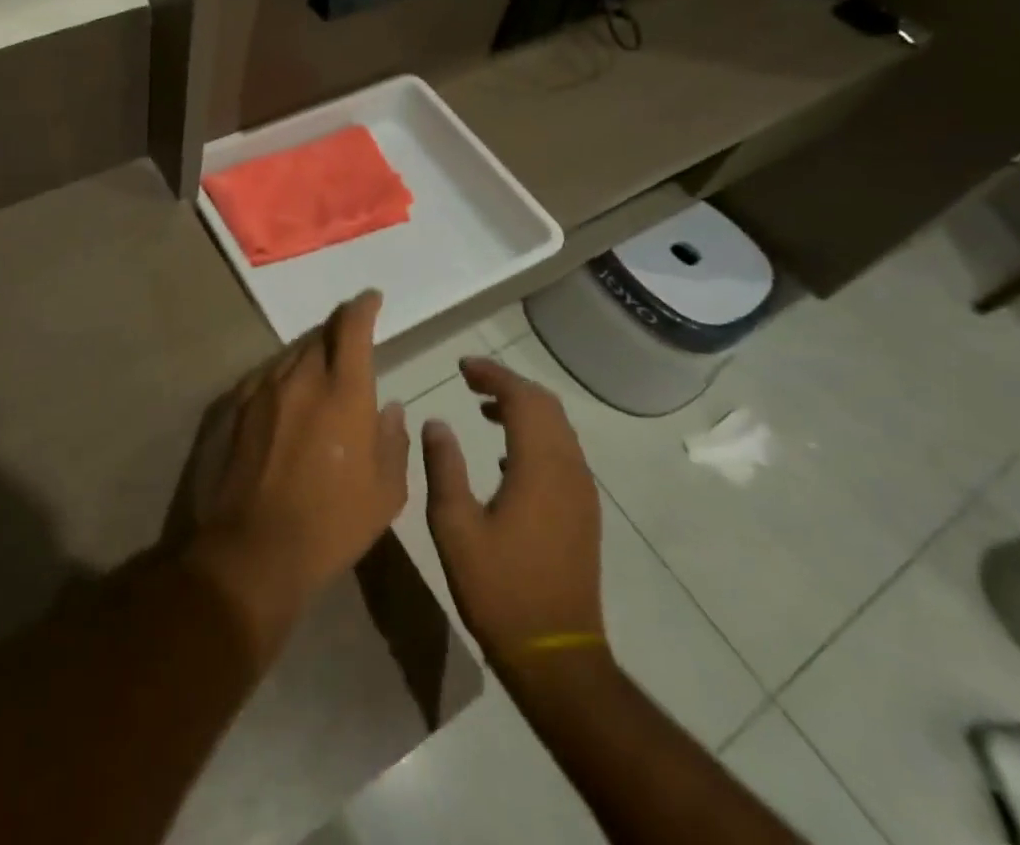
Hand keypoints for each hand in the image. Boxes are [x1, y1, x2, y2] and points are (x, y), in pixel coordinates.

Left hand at [188, 292, 410, 656]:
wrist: (253, 547)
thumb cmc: (331, 523)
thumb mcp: (385, 492)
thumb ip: (392, 441)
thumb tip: (389, 408)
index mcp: (343, 391)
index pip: (353, 327)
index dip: (363, 306)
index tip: (371, 298)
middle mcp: (301, 377)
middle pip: (320, 335)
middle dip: (338, 331)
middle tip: (350, 341)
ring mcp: (263, 389)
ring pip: (291, 354)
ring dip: (310, 354)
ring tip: (320, 371)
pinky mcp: (235, 406)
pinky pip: (266, 375)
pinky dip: (283, 376)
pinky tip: (287, 396)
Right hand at [422, 358, 604, 666]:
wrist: (556, 654)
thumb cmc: (499, 588)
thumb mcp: (454, 525)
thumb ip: (444, 466)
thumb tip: (436, 422)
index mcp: (539, 467)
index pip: (523, 398)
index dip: (493, 374)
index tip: (461, 366)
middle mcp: (569, 470)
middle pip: (546, 406)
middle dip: (509, 384)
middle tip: (470, 379)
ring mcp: (581, 492)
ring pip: (558, 428)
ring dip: (524, 408)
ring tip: (483, 406)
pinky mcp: (582, 512)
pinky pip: (562, 452)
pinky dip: (535, 434)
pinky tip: (504, 453)